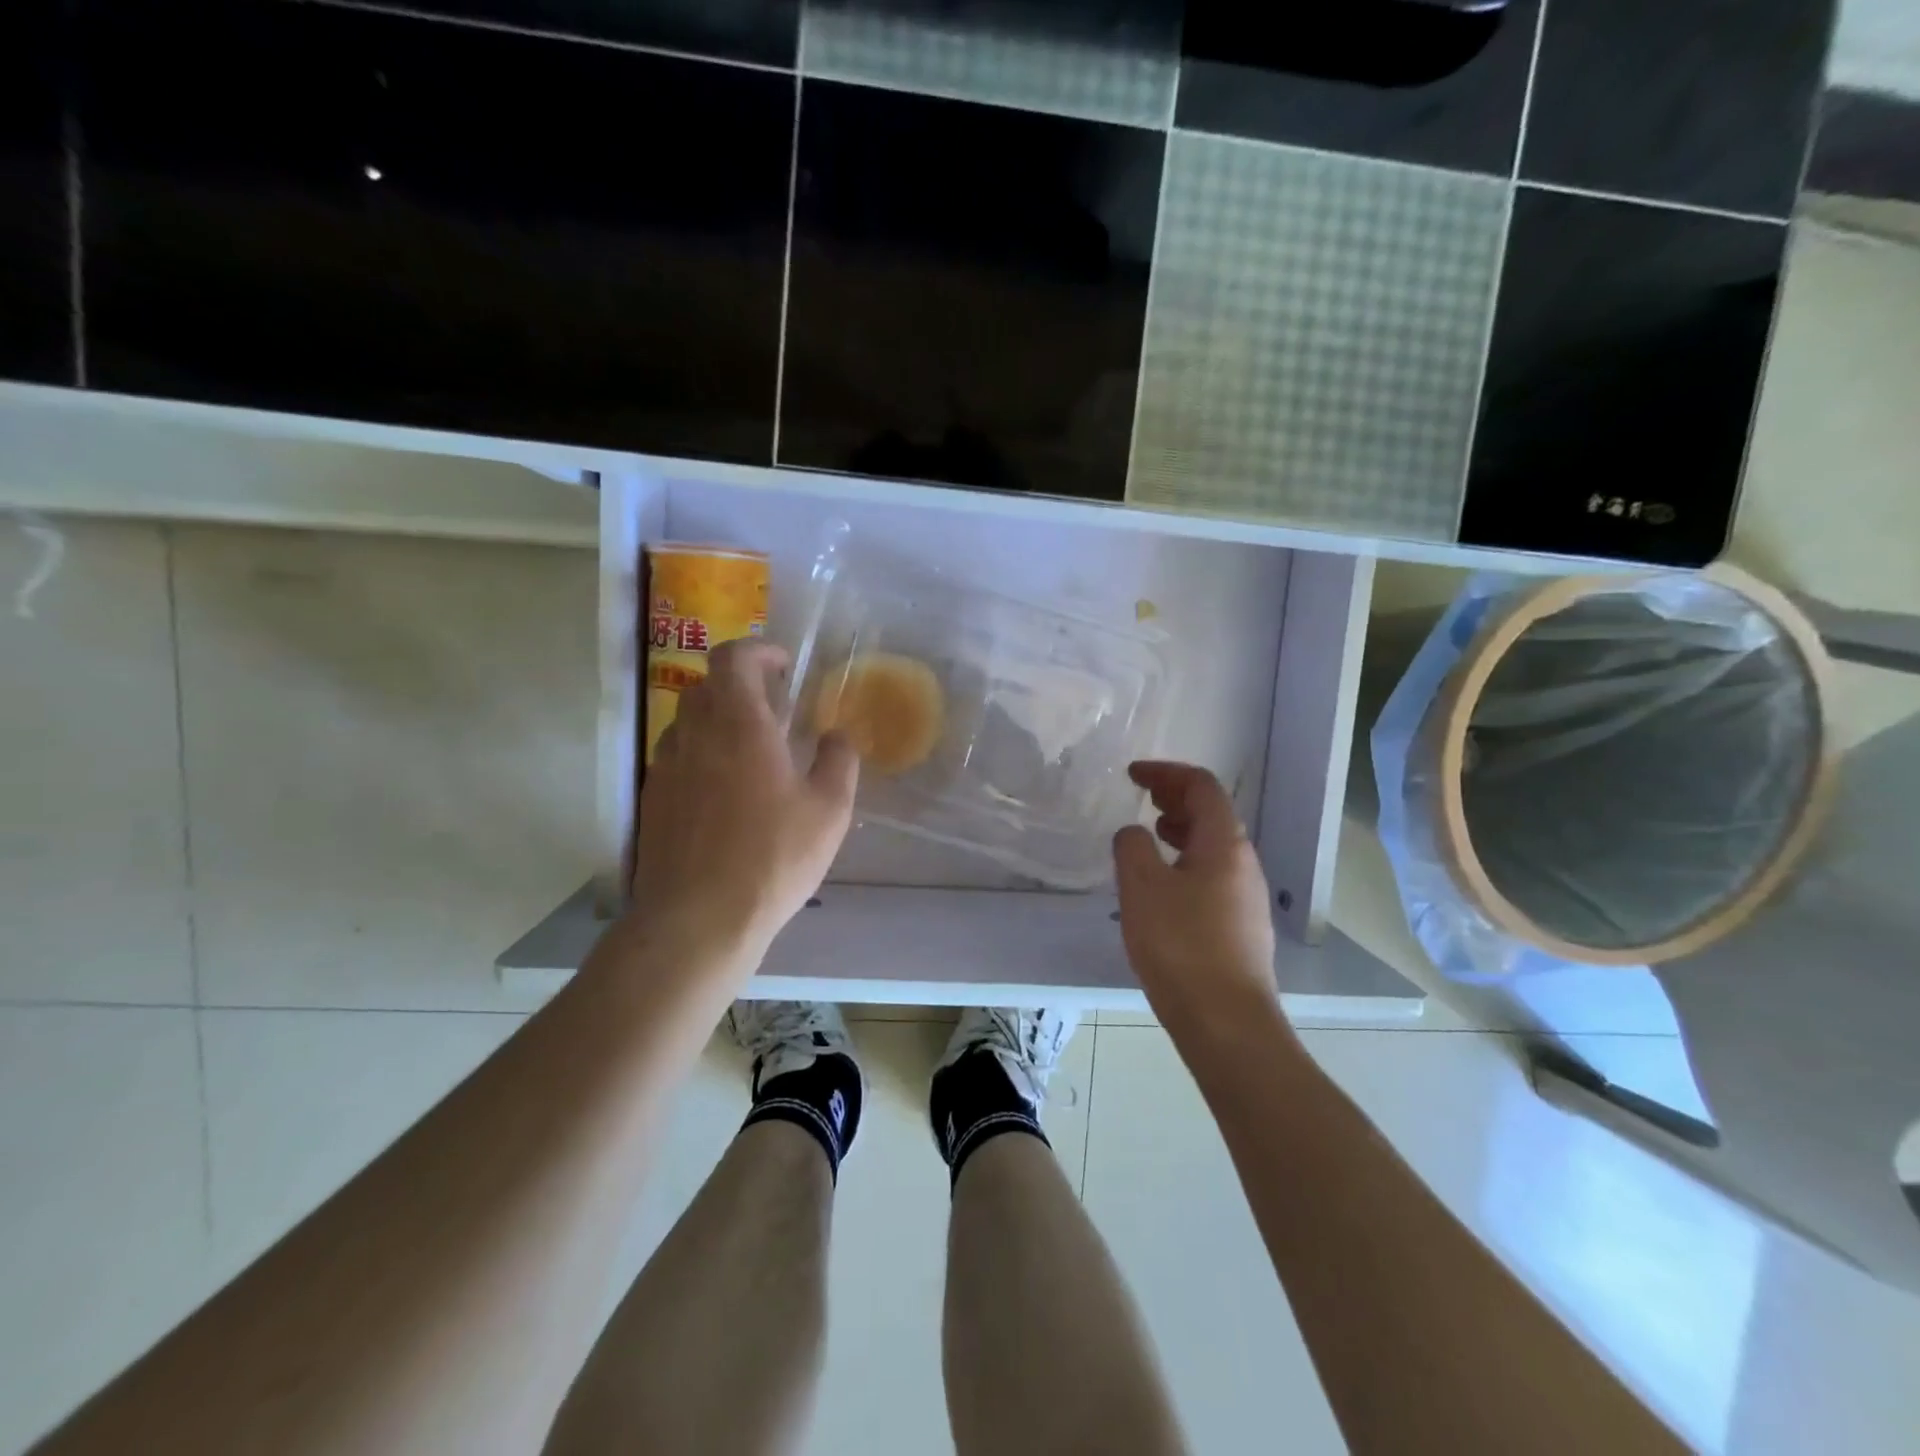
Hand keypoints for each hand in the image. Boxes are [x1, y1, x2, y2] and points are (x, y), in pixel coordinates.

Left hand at [632, 639, 858, 961]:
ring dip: (718, 720)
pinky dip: (700, 756)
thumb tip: (836, 736)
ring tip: (750, 751)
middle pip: (706, 686)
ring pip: (687, 722)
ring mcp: (666, 768)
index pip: (734, 658)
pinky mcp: (652, 801)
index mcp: (740, 724)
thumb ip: (838, 761)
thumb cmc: (773, 857)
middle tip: (773, 708)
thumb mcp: (830, 810)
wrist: (698, 919)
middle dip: (740, 684)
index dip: (759, 650)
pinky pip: (676, 758)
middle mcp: (694, 735)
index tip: (784, 665)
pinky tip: (724, 793)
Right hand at [1113, 762, 1283, 1045]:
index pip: (1201, 786)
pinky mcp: (1240, 927)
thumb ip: (1132, 847)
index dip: (1166, 772)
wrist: (1227, 1022)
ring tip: (1150, 835)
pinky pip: (1211, 875)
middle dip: (1175, 797)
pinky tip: (1162, 887)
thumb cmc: (1182, 945)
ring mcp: (1246, 897)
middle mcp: (1243, 863)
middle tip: (1141, 796)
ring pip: (1212, 847)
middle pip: (1212, 813)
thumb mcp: (1141, 887)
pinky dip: (1185, 862)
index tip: (1132, 774)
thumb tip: (1134, 834)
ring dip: (1181, 830)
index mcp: (1224, 843)